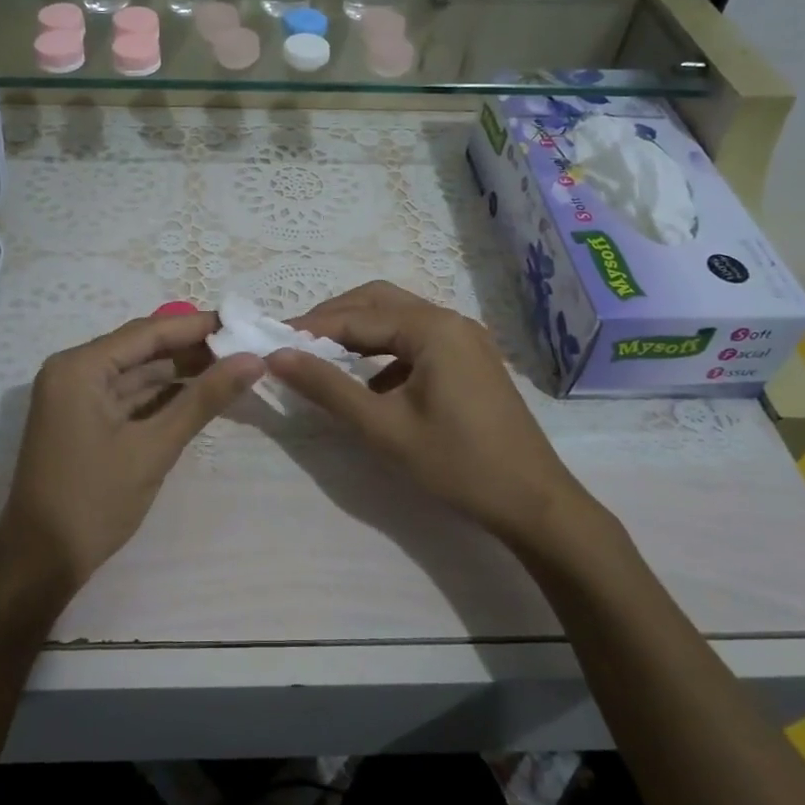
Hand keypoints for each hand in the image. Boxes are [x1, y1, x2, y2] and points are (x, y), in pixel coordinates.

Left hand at [0, 310, 264, 604]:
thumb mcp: (153, 448)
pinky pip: (128, 396)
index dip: (197, 326)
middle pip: (142, 348)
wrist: (40, 565)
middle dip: (192, 348)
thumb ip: (204, 399)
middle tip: (244, 346)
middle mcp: (73, 371)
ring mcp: (76, 397)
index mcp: (80, 367)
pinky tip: (201, 394)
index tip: (243, 322)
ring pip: (137, 373)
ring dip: (181, 372)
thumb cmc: (93, 501)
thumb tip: (253, 360)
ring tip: (232, 367)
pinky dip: (163, 396)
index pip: (148, 332)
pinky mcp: (83, 420)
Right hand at [267, 281, 598, 545]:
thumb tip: (278, 356)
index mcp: (432, 328)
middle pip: (379, 302)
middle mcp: (450, 320)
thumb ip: (328, 388)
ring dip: (359, 332)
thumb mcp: (384, 428)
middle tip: (295, 343)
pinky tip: (369, 384)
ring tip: (322, 358)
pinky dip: (385, 353)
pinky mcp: (470, 360)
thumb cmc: (456, 463)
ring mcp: (464, 339)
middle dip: (334, 318)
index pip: (357, 316)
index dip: (311, 328)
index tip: (271, 340)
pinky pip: (417, 341)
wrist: (533, 501)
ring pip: (398, 320)